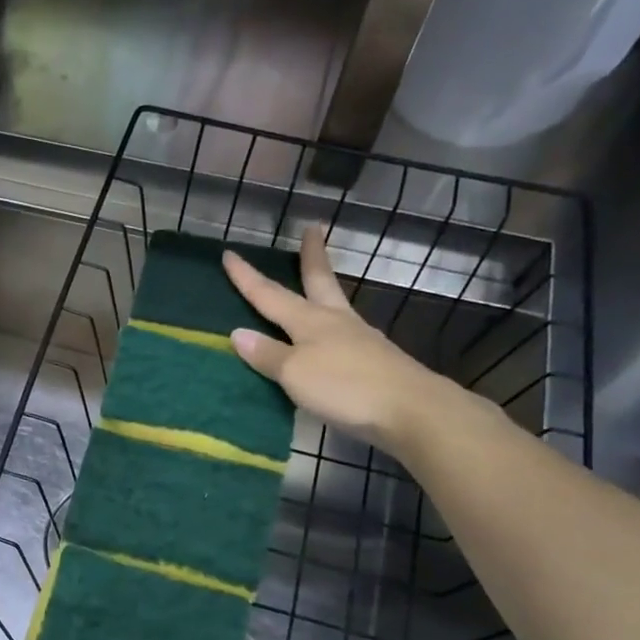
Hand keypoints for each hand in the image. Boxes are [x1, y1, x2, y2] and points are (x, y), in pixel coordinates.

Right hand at [222, 226, 462, 451]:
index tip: (229, 253)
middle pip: (319, 282)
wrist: (410, 410)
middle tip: (313, 229)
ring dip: (324, 288)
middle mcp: (336, 322)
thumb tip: (238, 333)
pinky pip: (345, 334)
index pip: (270, 295)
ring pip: (335, 305)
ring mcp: (360, 340)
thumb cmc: (344, 387)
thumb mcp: (295, 373)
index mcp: (310, 321)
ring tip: (318, 283)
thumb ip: (267, 354)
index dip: (247, 277)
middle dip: (312, 257)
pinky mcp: (375, 361)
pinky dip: (332, 326)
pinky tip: (332, 336)